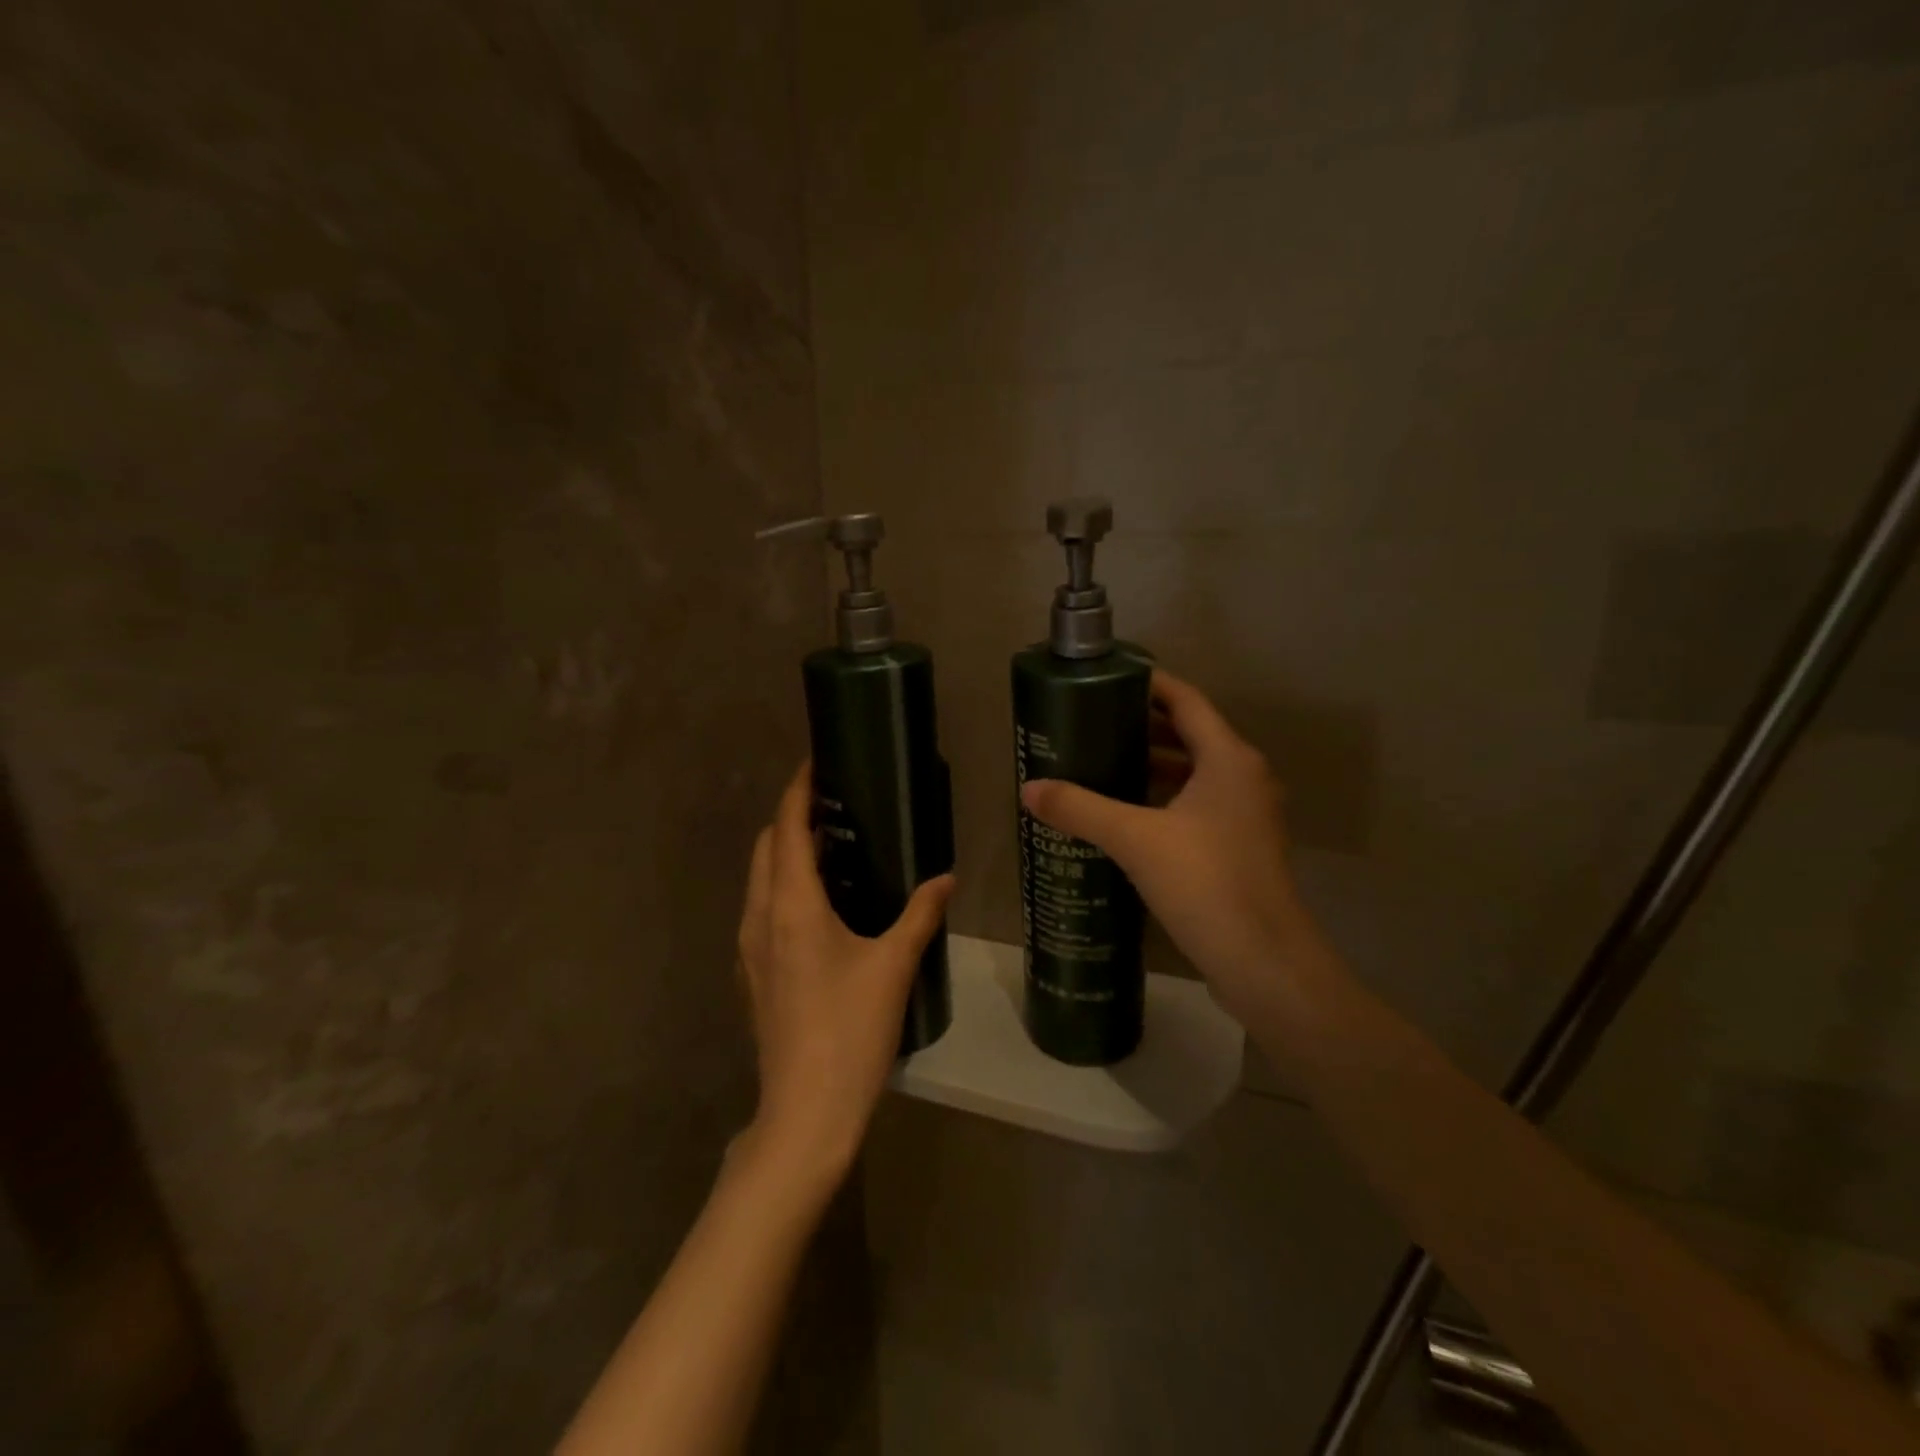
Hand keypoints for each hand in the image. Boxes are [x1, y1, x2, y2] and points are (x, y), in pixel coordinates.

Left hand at [736, 762, 953, 1184]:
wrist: (806, 1111)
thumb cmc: (850, 1030)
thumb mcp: (893, 966)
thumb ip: (921, 914)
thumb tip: (947, 878)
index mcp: (791, 906)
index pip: (786, 828)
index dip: (797, 790)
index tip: (815, 763)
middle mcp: (760, 917)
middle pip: (765, 847)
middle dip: (790, 817)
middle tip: (832, 804)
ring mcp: (749, 948)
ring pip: (759, 879)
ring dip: (784, 853)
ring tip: (829, 846)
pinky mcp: (752, 974)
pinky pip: (760, 909)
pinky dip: (781, 887)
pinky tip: (819, 905)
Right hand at [1020, 671, 1321, 1028]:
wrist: (1263, 962)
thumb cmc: (1205, 883)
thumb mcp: (1135, 840)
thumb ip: (1080, 809)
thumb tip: (1028, 789)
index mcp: (1228, 758)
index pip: (1186, 700)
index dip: (1148, 685)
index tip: (1104, 681)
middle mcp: (1244, 777)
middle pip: (1190, 734)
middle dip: (1142, 726)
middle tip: (1091, 724)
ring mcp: (1246, 814)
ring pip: (1194, 772)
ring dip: (1153, 764)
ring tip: (1101, 763)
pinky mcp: (1240, 846)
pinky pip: (1197, 804)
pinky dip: (1164, 798)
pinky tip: (1127, 814)